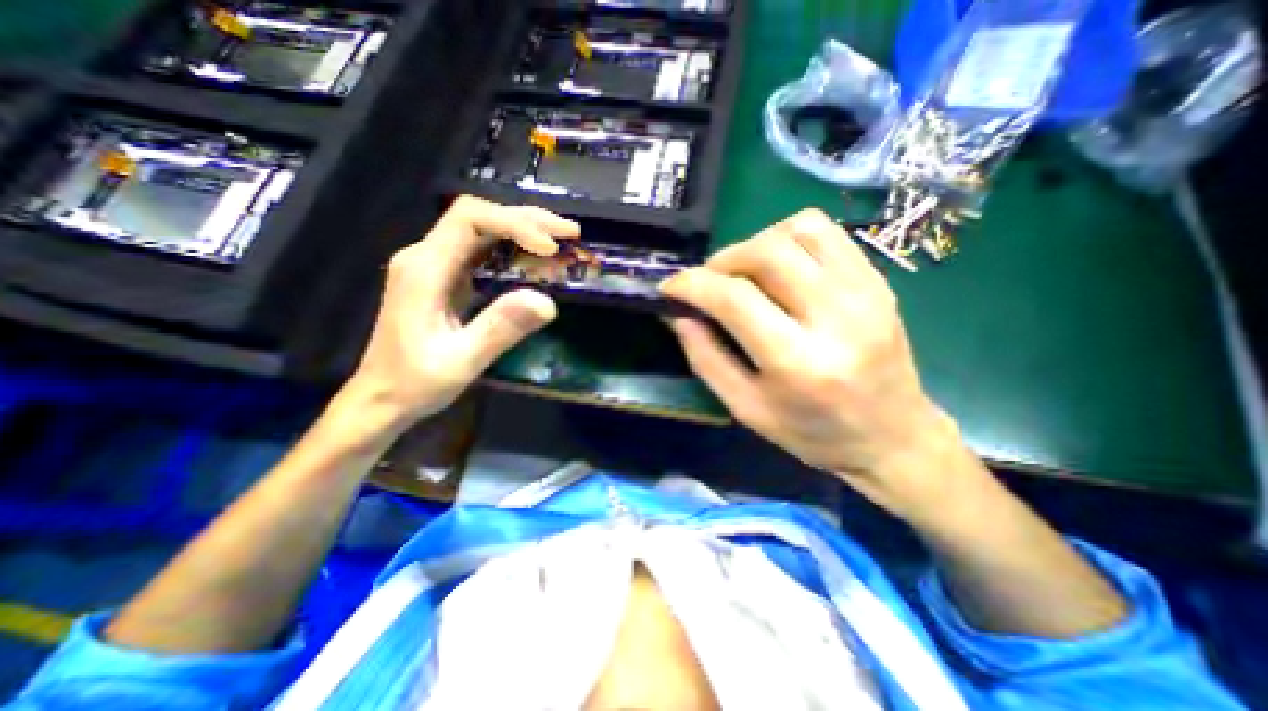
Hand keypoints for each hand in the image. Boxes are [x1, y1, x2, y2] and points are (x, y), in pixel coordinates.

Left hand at [341, 197, 578, 436]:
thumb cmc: (415, 382)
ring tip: (561, 243)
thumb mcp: (461, 361)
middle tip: (570, 234)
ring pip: (483, 231)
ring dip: (524, 231)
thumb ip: (501, 329)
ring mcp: (435, 265)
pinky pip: (482, 252)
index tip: (550, 248)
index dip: (514, 224)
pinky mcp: (445, 278)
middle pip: (479, 217)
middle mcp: (426, 256)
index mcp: (425, 268)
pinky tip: (536, 262)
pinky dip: (514, 251)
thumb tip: (548, 302)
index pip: (470, 218)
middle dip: (528, 220)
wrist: (382, 397)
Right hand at [666, 206, 972, 516]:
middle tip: (708, 283)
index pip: (735, 298)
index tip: (670, 288)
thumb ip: (706, 358)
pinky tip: (778, 267)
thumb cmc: (812, 433)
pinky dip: (788, 238)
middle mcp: (835, 317)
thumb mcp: (746, 408)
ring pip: (797, 229)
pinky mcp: (877, 280)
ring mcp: (864, 292)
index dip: (692, 285)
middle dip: (722, 260)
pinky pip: (825, 233)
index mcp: (798, 362)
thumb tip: (678, 315)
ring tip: (743, 273)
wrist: (893, 437)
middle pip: (766, 252)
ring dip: (755, 243)